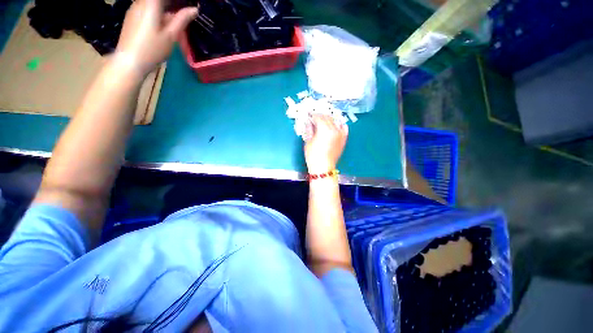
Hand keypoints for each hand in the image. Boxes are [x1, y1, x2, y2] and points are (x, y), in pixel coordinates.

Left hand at [116, 0, 197, 75]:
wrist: (130, 61)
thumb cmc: (152, 49)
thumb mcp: (171, 35)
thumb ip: (182, 20)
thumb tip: (194, 9)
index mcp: (151, 3)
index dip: (178, 0)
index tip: (188, 4)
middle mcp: (140, 2)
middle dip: (172, 3)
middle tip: (185, 10)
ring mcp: (134, 9)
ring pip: (152, 2)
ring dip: (165, 6)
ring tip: (177, 14)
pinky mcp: (132, 17)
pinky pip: (146, 6)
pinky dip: (157, 10)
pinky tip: (163, 20)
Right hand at [304, 115, 348, 173]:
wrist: (323, 168)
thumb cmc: (314, 156)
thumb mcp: (308, 141)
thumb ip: (310, 129)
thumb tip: (309, 122)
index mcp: (324, 129)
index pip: (318, 117)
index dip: (312, 115)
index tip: (309, 115)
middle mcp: (334, 129)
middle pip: (327, 117)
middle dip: (320, 116)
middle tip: (315, 117)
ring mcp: (340, 134)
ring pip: (335, 121)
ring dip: (328, 119)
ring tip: (323, 121)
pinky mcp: (343, 139)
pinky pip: (343, 128)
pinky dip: (339, 124)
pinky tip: (336, 124)